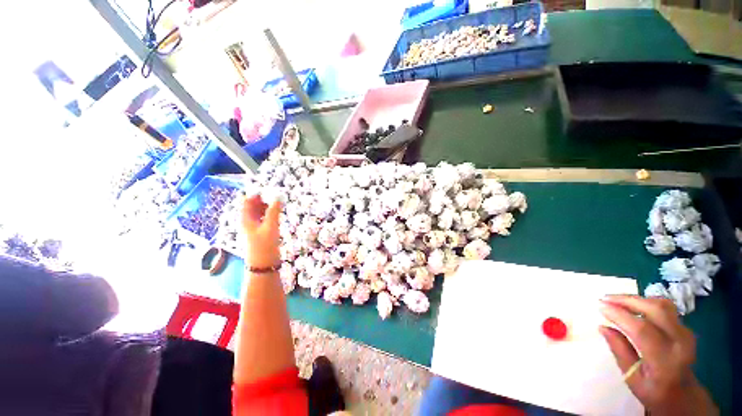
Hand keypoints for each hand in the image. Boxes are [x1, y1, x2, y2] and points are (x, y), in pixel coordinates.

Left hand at [241, 194, 280, 268]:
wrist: (263, 264)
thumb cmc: (264, 245)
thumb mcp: (270, 227)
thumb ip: (274, 211)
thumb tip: (278, 197)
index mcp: (245, 218)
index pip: (246, 201)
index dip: (255, 193)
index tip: (267, 188)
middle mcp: (248, 221)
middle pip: (252, 205)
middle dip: (262, 198)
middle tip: (275, 193)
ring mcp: (254, 227)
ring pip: (259, 212)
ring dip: (266, 206)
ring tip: (277, 201)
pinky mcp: (261, 232)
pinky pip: (263, 218)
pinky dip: (269, 213)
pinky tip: (277, 212)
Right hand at [599, 295, 716, 414]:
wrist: (684, 395)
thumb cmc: (654, 391)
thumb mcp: (632, 378)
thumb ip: (620, 351)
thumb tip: (602, 327)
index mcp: (665, 361)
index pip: (642, 330)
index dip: (620, 315)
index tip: (600, 307)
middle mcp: (679, 343)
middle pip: (656, 310)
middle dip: (628, 300)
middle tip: (605, 299)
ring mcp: (685, 333)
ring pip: (662, 305)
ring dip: (636, 299)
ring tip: (616, 300)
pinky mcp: (684, 327)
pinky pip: (665, 308)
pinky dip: (645, 302)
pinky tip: (632, 305)